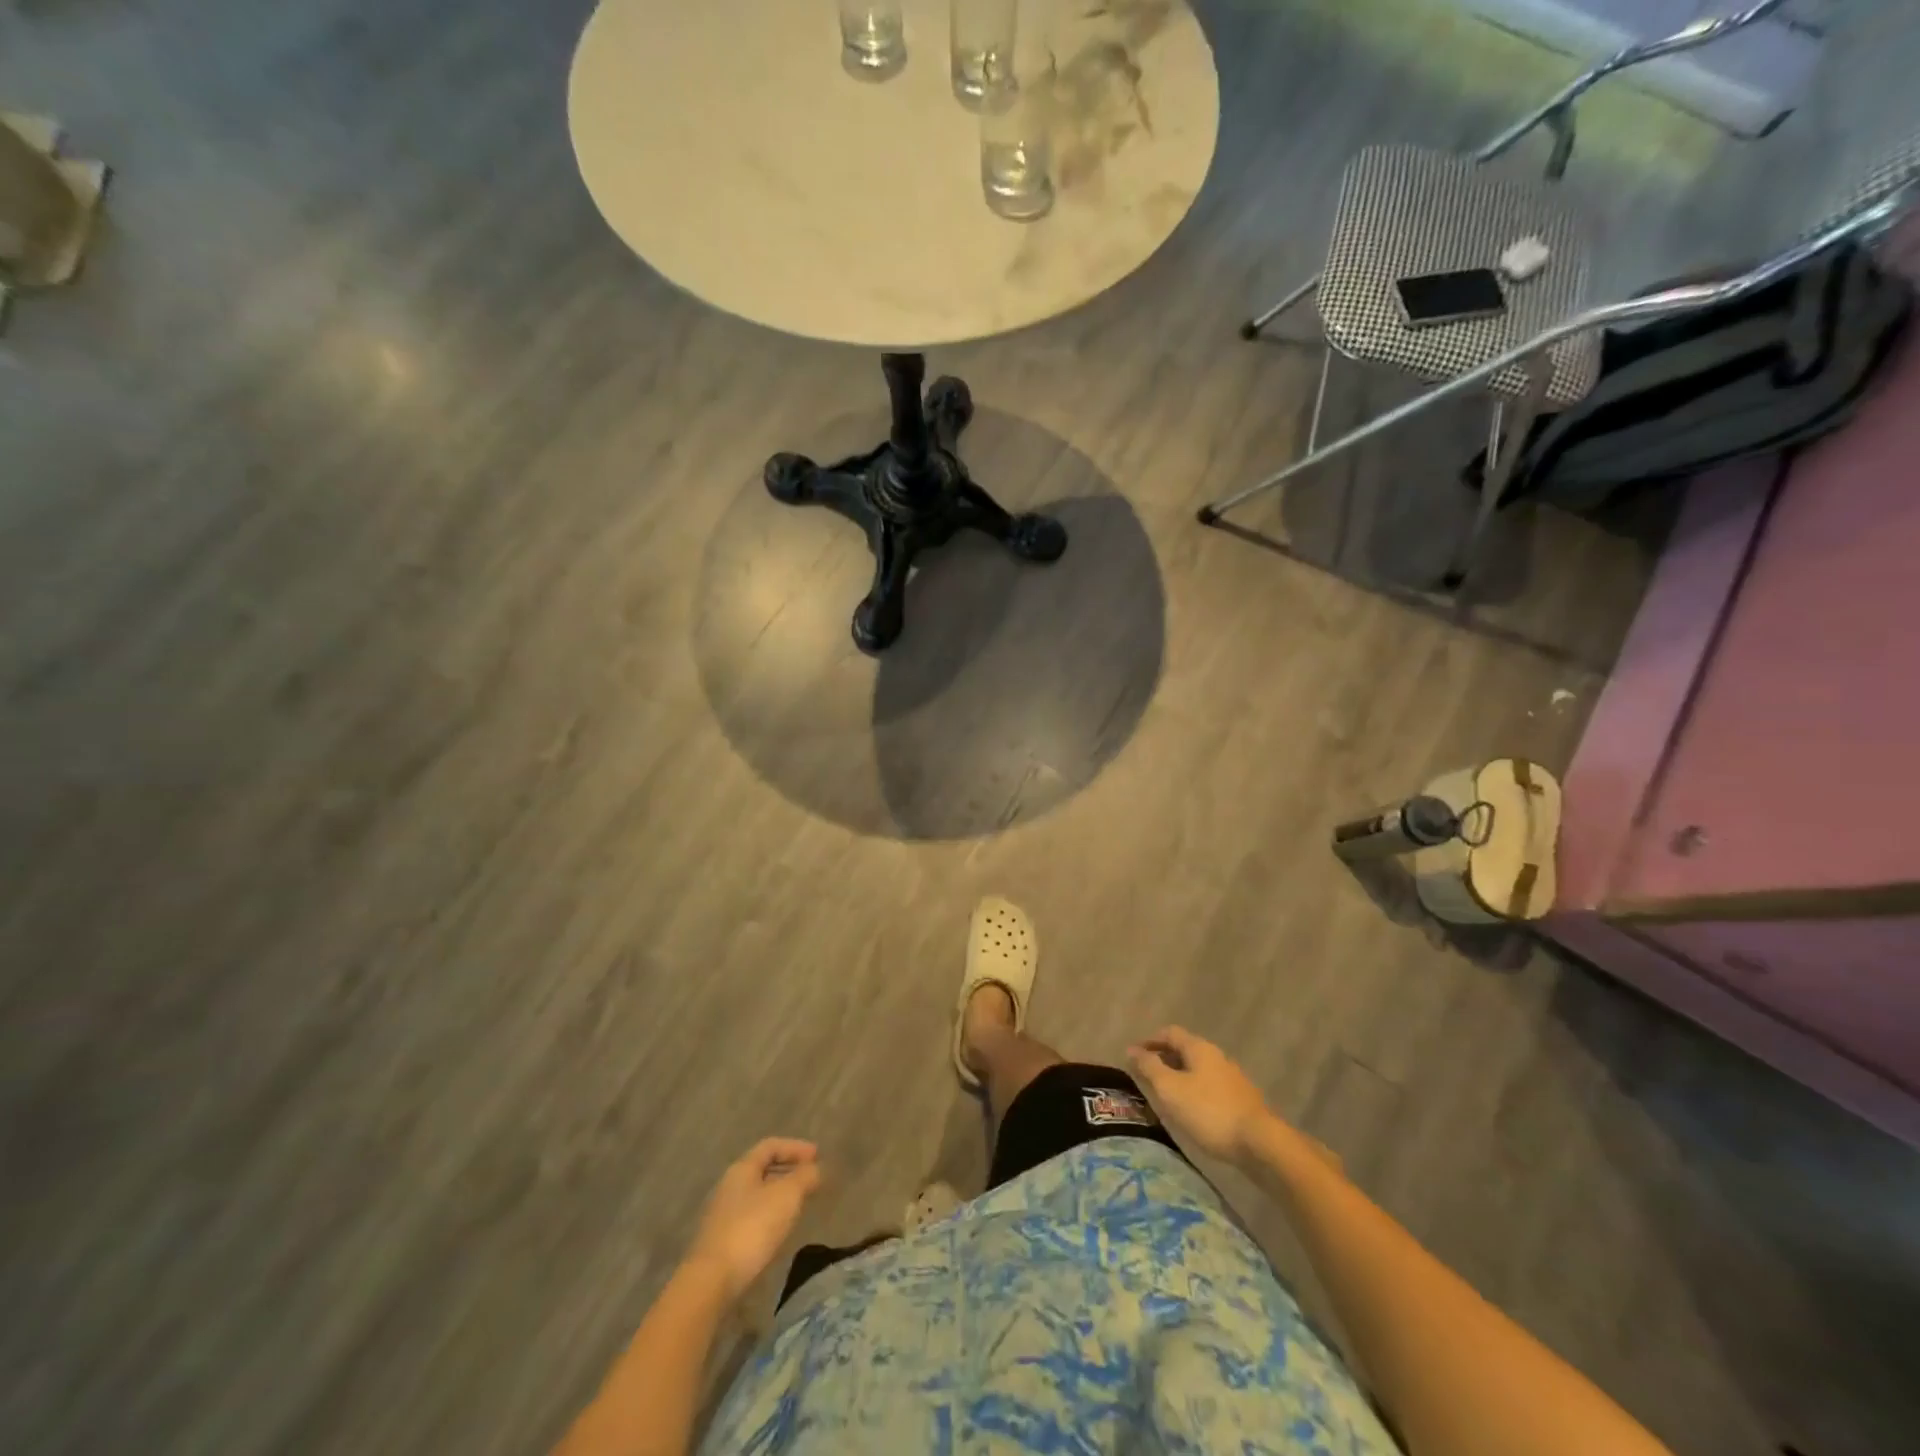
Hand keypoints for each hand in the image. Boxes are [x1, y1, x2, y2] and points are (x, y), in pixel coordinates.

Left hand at [685, 1138, 822, 1301]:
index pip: (770, 1146)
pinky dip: (770, 1216)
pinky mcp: (721, 1242)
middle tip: (810, 1179)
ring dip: (780, 1195)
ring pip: (757, 1195)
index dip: (795, 1147)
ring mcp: (722, 1215)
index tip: (817, 1156)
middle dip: (788, 1170)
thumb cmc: (752, 1228)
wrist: (711, 1282)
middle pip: (762, 1169)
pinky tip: (779, 1231)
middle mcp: (729, 1186)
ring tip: (799, 1205)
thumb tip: (815, 1169)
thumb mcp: (787, 1196)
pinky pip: (751, 1217)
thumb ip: (805, 1177)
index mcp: (742, 1169)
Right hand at [1127, 1026, 1272, 1164]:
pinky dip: (1194, 1091)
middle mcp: (1217, 1056)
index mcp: (1199, 1048)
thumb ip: (1149, 1067)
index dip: (1150, 1041)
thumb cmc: (1209, 1111)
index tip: (1134, 1056)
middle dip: (1163, 1059)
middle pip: (1185, 1050)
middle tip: (1146, 1077)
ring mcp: (1232, 1078)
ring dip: (1178, 1077)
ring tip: (1164, 1096)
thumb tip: (1132, 1049)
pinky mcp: (1241, 1100)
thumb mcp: (1170, 1089)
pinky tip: (1190, 1111)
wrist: (1259, 1143)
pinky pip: (1209, 1087)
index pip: (1169, 1033)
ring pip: (1198, 1070)